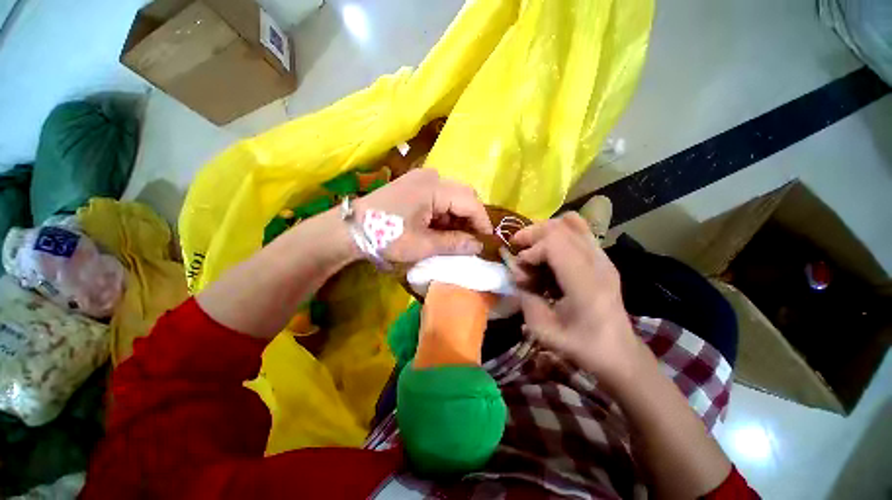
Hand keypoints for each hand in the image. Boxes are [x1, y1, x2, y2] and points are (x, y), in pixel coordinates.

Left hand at [354, 169, 492, 263]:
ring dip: (458, 217)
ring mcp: (421, 179)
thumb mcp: (422, 245)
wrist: (349, 229)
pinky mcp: (415, 186)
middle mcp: (431, 176)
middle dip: (471, 218)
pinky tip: (440, 228)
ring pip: (452, 196)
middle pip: (464, 195)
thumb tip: (478, 246)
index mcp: (434, 188)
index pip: (470, 202)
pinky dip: (445, 214)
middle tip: (472, 240)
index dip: (482, 221)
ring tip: (455, 237)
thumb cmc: (386, 236)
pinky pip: (439, 197)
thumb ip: (454, 244)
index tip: (488, 240)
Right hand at [508, 213, 640, 380]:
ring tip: (531, 246)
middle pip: (561, 227)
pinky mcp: (603, 258)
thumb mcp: (544, 330)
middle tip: (517, 247)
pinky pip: (579, 231)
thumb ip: (525, 297)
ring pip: (571, 223)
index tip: (521, 270)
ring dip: (544, 231)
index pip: (555, 243)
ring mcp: (603, 257)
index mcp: (585, 283)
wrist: (618, 352)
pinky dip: (558, 233)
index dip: (531, 251)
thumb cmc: (581, 345)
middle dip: (532, 233)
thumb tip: (516, 274)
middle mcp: (597, 263)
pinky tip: (548, 250)